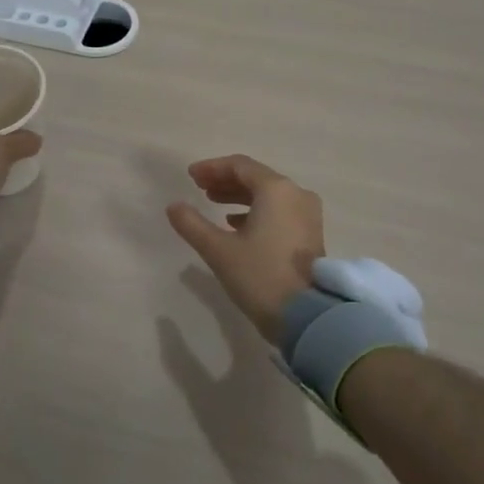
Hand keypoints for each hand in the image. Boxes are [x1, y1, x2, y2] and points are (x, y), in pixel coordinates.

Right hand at [166, 155, 324, 345]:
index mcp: (277, 190)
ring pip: (268, 195)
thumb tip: (173, 206)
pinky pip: (279, 210)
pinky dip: (256, 211)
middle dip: (226, 181)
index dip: (212, 168)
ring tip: (213, 203)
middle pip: (256, 177)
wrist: (307, 316)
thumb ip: (192, 224)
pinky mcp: (310, 234)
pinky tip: (236, 225)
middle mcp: (296, 194)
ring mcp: (307, 214)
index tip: (191, 176)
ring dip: (240, 196)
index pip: (240, 166)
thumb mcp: (219, 250)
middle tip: (199, 188)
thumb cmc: (260, 276)